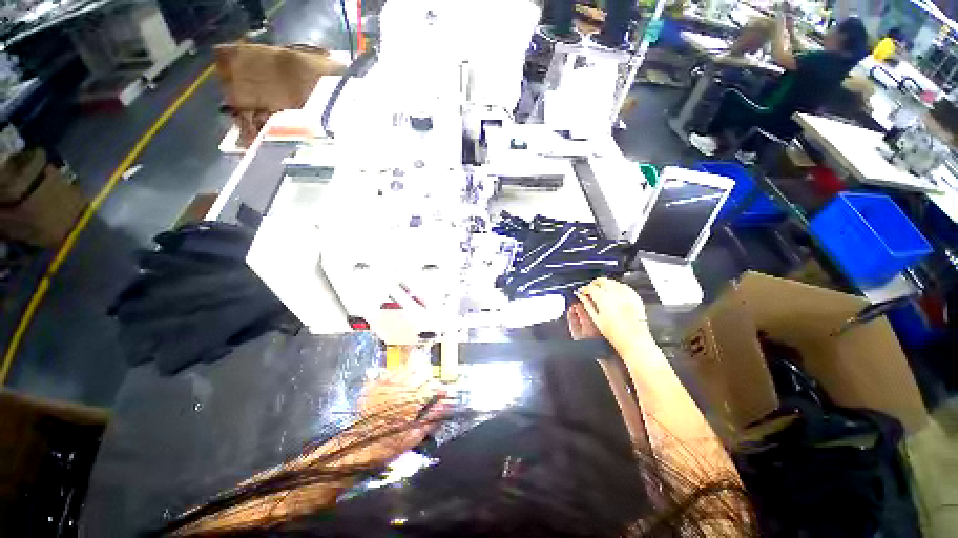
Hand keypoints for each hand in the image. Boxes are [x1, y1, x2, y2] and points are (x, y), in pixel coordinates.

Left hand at [340, 367, 447, 466]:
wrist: (358, 448)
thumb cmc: (388, 445)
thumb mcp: (414, 436)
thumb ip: (433, 418)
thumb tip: (446, 405)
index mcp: (412, 401)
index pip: (433, 386)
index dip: (441, 389)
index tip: (444, 393)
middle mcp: (401, 388)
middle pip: (422, 371)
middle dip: (430, 378)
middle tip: (430, 388)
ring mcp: (387, 384)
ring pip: (408, 368)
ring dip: (416, 374)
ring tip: (416, 384)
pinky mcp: (376, 384)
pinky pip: (393, 371)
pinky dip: (400, 375)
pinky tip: (401, 383)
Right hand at [574, 278, 649, 352]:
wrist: (634, 340)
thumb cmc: (616, 334)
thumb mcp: (596, 319)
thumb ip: (587, 305)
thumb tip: (581, 296)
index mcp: (604, 299)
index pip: (591, 287)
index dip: (584, 288)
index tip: (582, 291)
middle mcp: (616, 294)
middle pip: (602, 280)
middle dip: (594, 283)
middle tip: (590, 289)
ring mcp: (627, 295)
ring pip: (613, 281)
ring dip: (606, 284)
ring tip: (601, 291)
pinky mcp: (635, 297)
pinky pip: (624, 286)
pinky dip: (617, 287)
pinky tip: (614, 293)